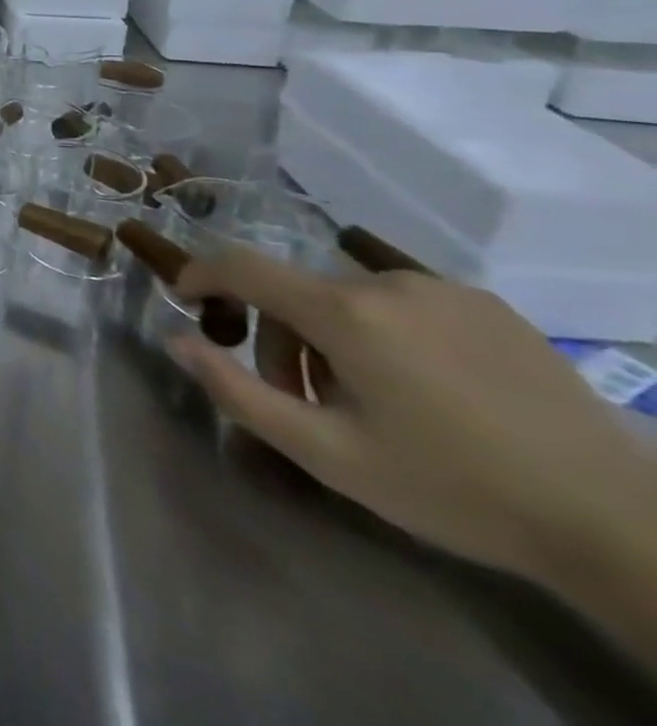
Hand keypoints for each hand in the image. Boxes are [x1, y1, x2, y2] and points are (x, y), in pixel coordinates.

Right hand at [170, 251, 653, 588]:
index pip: (241, 266)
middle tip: (302, 400)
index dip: (200, 273)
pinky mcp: (486, 303)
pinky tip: (422, 387)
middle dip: (280, 338)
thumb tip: (176, 340)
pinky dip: (383, 331)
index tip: (184, 297)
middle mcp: (385, 281)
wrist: (619, 524)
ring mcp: (442, 287)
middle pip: (296, 291)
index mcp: (344, 312)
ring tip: (367, 400)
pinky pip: (401, 301)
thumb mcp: (329, 455)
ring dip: (331, 336)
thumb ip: (238, 392)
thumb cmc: (453, 489)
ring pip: (347, 295)